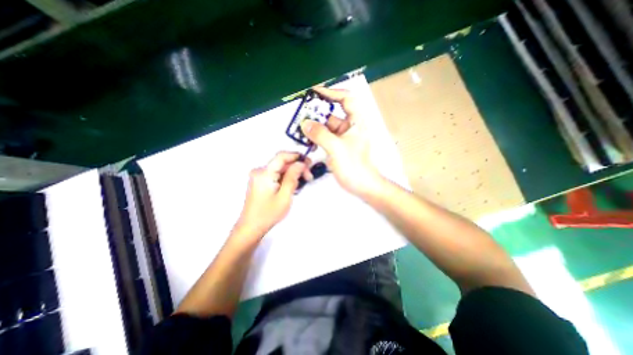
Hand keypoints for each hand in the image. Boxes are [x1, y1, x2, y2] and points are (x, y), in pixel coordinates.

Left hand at [235, 151, 310, 237]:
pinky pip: (275, 174)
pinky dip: (285, 178)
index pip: (282, 156)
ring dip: (291, 174)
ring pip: (279, 169)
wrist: (251, 227)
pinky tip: (291, 187)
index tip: (309, 162)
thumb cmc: (268, 214)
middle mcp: (259, 171)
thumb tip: (301, 163)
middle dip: (296, 168)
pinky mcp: (259, 181)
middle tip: (308, 177)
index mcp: (264, 173)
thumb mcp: (284, 196)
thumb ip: (293, 177)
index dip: (296, 156)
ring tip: (300, 185)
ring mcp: (258, 176)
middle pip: (282, 163)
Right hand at [300, 86, 382, 196]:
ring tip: (300, 128)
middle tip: (301, 114)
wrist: (363, 186)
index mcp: (356, 122)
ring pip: (327, 127)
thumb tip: (305, 123)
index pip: (346, 99)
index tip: (315, 92)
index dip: (332, 93)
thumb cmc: (355, 166)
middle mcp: (350, 127)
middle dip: (317, 113)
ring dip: (315, 127)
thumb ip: (320, 134)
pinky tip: (308, 141)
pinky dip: (316, 138)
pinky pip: (325, 138)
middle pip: (332, 113)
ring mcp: (343, 138)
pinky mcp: (337, 147)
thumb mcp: (337, 148)